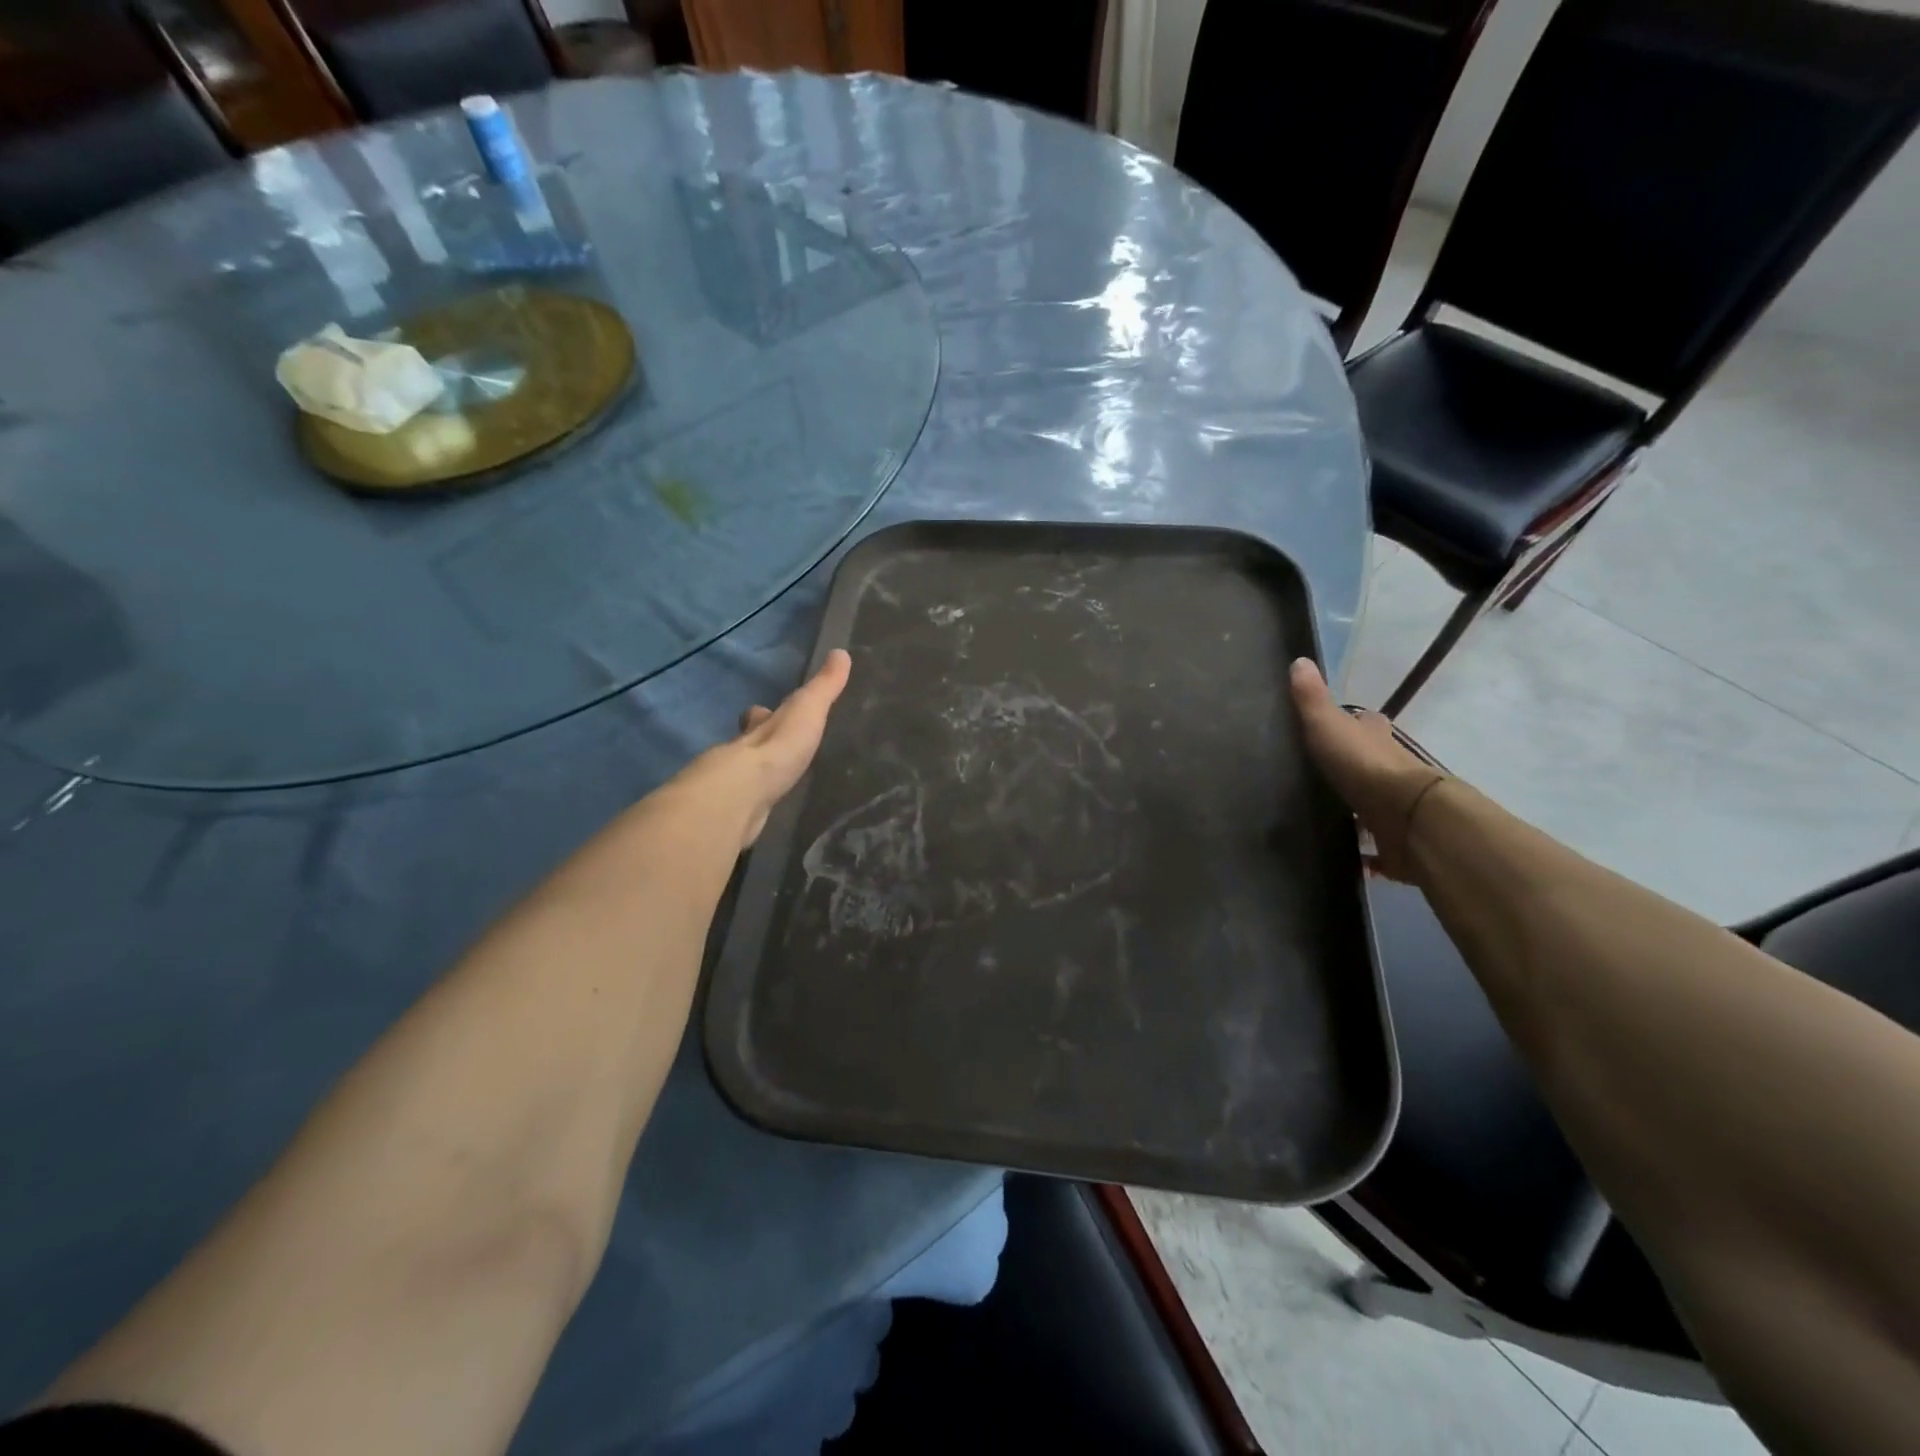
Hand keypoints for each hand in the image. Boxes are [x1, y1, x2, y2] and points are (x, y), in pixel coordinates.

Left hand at [677, 649, 851, 849]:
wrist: (741, 796)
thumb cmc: (778, 749)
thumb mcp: (808, 710)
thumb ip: (824, 687)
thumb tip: (842, 653)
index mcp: (760, 727)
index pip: (760, 716)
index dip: (762, 714)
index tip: (763, 710)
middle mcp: (741, 752)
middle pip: (747, 744)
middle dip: (755, 744)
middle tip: (769, 751)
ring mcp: (735, 786)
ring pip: (744, 776)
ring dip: (754, 778)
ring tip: (769, 784)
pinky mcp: (735, 815)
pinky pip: (745, 806)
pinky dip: (752, 806)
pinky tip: (761, 813)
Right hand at [1289, 658, 1446, 880]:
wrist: (1408, 818)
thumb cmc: (1365, 767)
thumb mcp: (1328, 726)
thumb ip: (1312, 699)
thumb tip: (1299, 659)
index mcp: (1376, 740)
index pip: (1367, 725)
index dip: (1355, 724)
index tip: (1335, 729)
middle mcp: (1392, 770)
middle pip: (1373, 765)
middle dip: (1355, 769)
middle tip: (1322, 777)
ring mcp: (1396, 809)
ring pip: (1375, 807)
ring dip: (1359, 812)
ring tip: (1324, 819)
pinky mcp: (1396, 844)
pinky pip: (1378, 850)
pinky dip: (1366, 855)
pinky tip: (1346, 860)